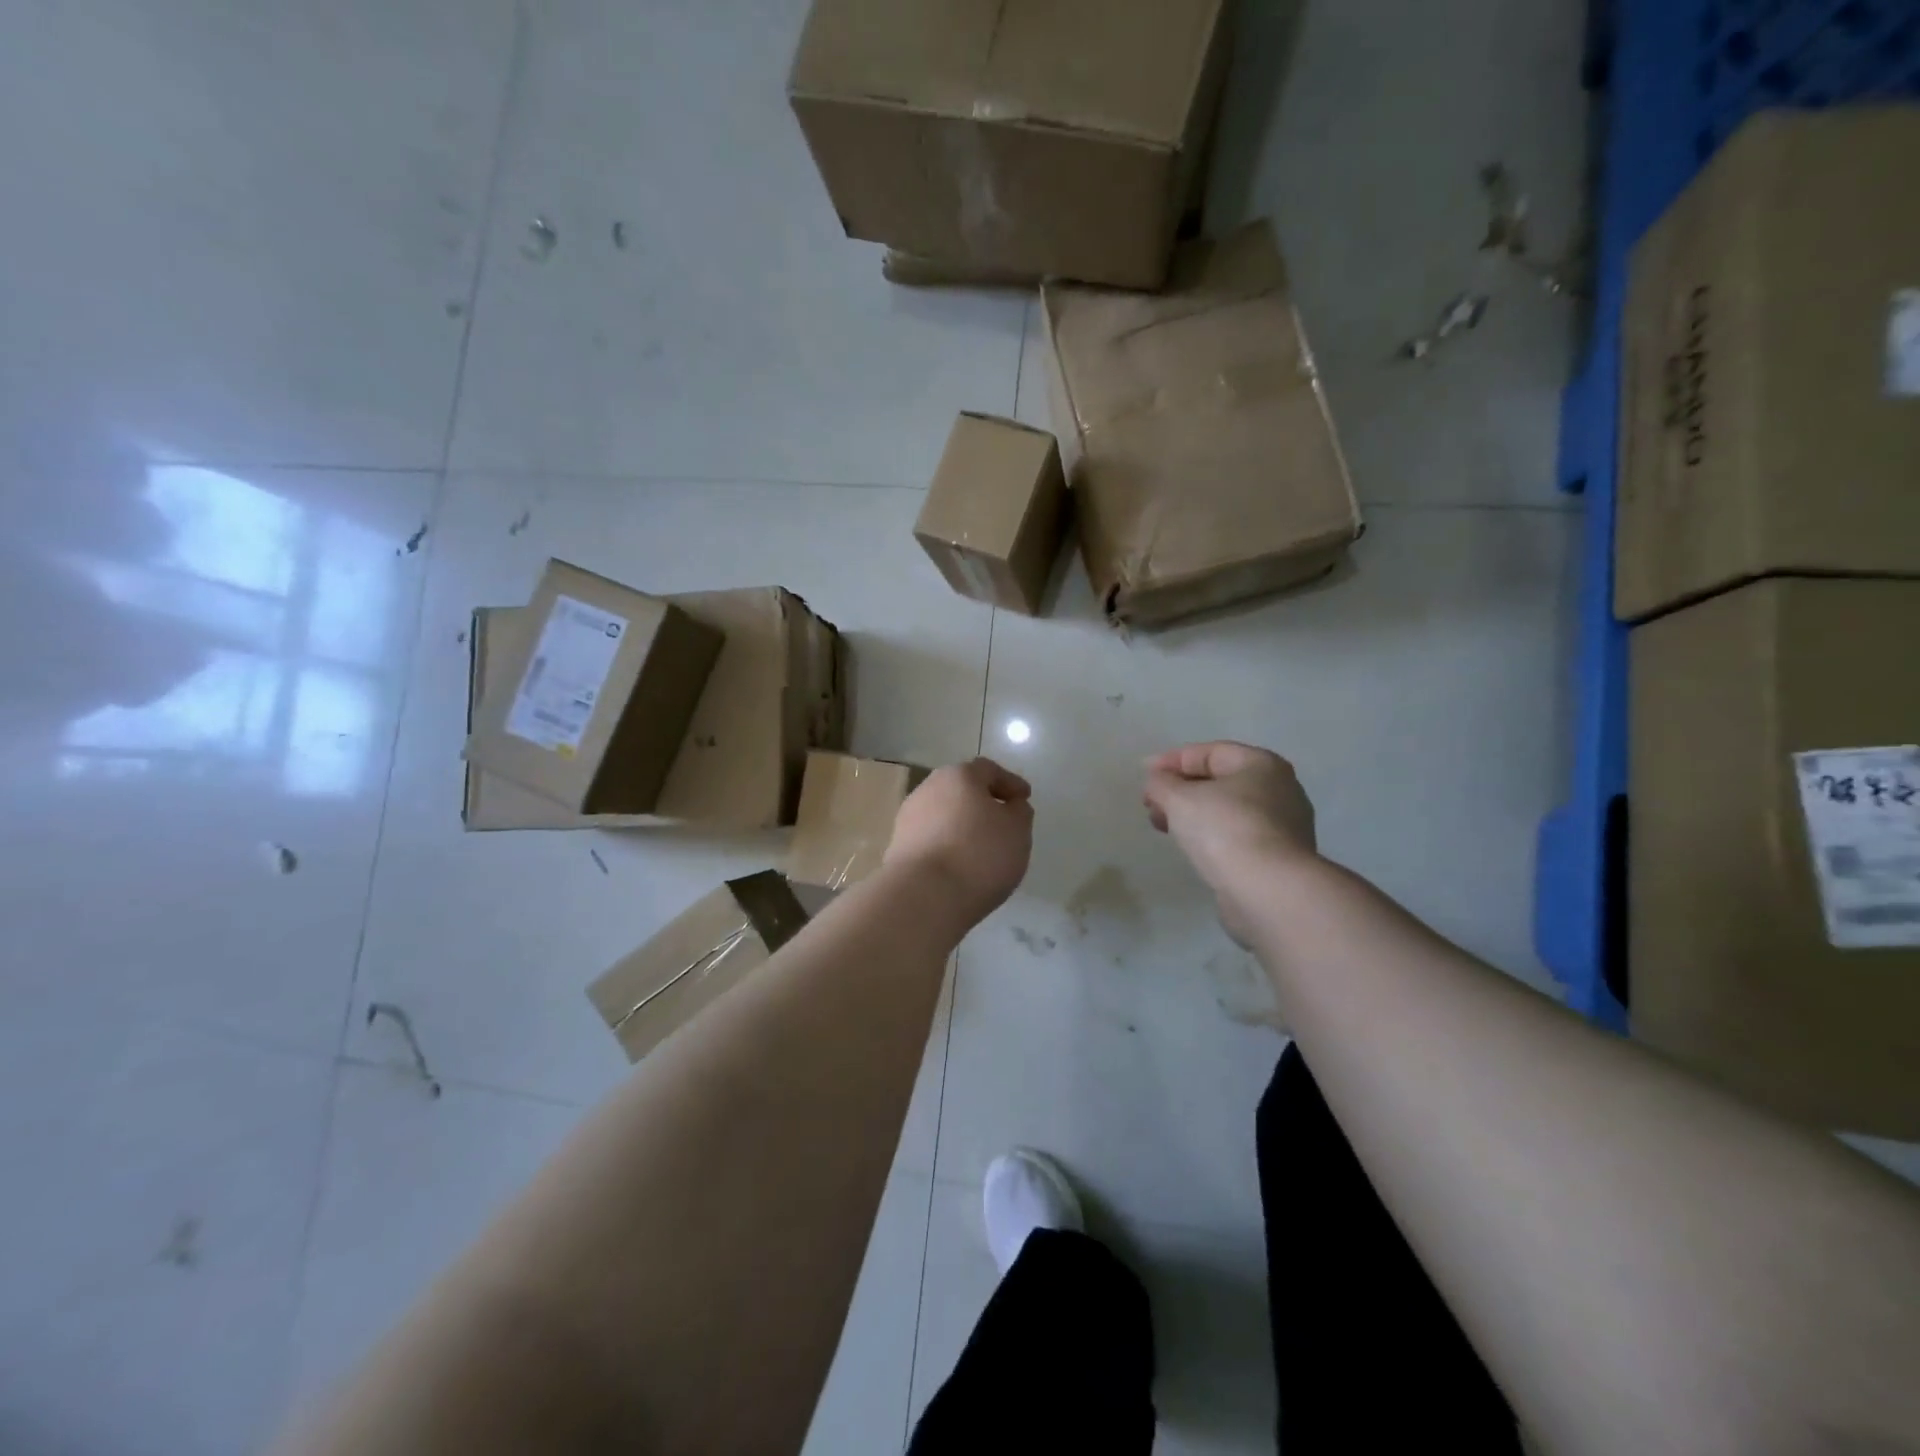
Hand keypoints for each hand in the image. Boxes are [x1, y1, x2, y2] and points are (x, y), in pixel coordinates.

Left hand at [886, 758, 1034, 930]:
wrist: (923, 896)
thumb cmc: (979, 854)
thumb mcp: (1017, 830)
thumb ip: (1019, 812)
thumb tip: (1009, 806)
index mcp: (959, 775)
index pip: (988, 770)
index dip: (1010, 783)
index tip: (1024, 799)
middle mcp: (928, 789)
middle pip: (961, 790)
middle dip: (982, 803)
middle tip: (1003, 822)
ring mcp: (908, 818)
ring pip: (944, 815)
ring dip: (962, 826)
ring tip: (982, 849)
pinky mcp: (898, 847)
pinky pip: (931, 839)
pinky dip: (947, 846)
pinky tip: (960, 865)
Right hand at [1143, 742, 1316, 943]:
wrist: (1268, 890)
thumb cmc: (1224, 829)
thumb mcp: (1180, 798)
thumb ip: (1161, 783)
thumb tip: (1157, 782)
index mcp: (1261, 764)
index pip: (1210, 752)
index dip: (1172, 760)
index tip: (1144, 775)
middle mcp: (1279, 789)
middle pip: (1220, 781)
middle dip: (1180, 789)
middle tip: (1151, 804)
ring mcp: (1283, 826)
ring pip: (1227, 810)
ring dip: (1192, 814)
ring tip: (1163, 826)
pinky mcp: (1278, 858)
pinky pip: (1236, 836)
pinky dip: (1210, 835)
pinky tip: (1190, 847)